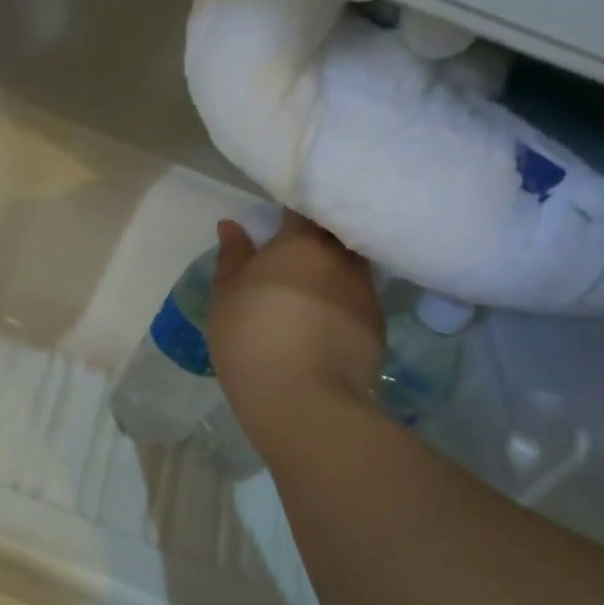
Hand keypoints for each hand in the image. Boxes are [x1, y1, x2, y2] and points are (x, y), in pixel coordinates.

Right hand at [210, 212, 383, 452]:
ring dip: (332, 270)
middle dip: (319, 235)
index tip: (281, 212)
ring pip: (350, 266)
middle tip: (294, 250)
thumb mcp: (226, 296)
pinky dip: (342, 302)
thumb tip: (232, 225)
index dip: (296, 204)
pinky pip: (358, 300)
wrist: (301, 400)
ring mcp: (366, 292)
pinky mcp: (378, 326)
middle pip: (336, 232)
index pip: (307, 205)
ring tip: (310, 288)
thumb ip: (231, 256)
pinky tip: (323, 322)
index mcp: (303, 242)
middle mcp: (342, 258)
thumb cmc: (251, 337)